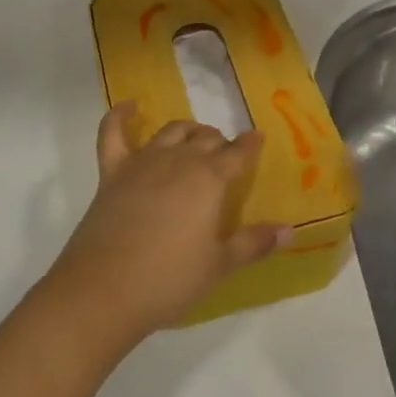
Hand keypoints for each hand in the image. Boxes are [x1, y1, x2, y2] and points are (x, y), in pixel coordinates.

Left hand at [43, 103, 290, 345]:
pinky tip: (129, 106)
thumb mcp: (219, 266)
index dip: (250, 145)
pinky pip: (113, 133)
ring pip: (171, 131)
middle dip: (219, 142)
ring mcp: (142, 162)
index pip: (238, 153)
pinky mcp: (112, 171)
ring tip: (193, 138)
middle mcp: (179, 160)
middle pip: (206, 139)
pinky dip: (120, 115)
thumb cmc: (169, 280)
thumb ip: (254, 243)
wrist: (104, 290)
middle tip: (224, 156)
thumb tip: (290, 230)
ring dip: (187, 130)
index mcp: (210, 179)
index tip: (257, 139)